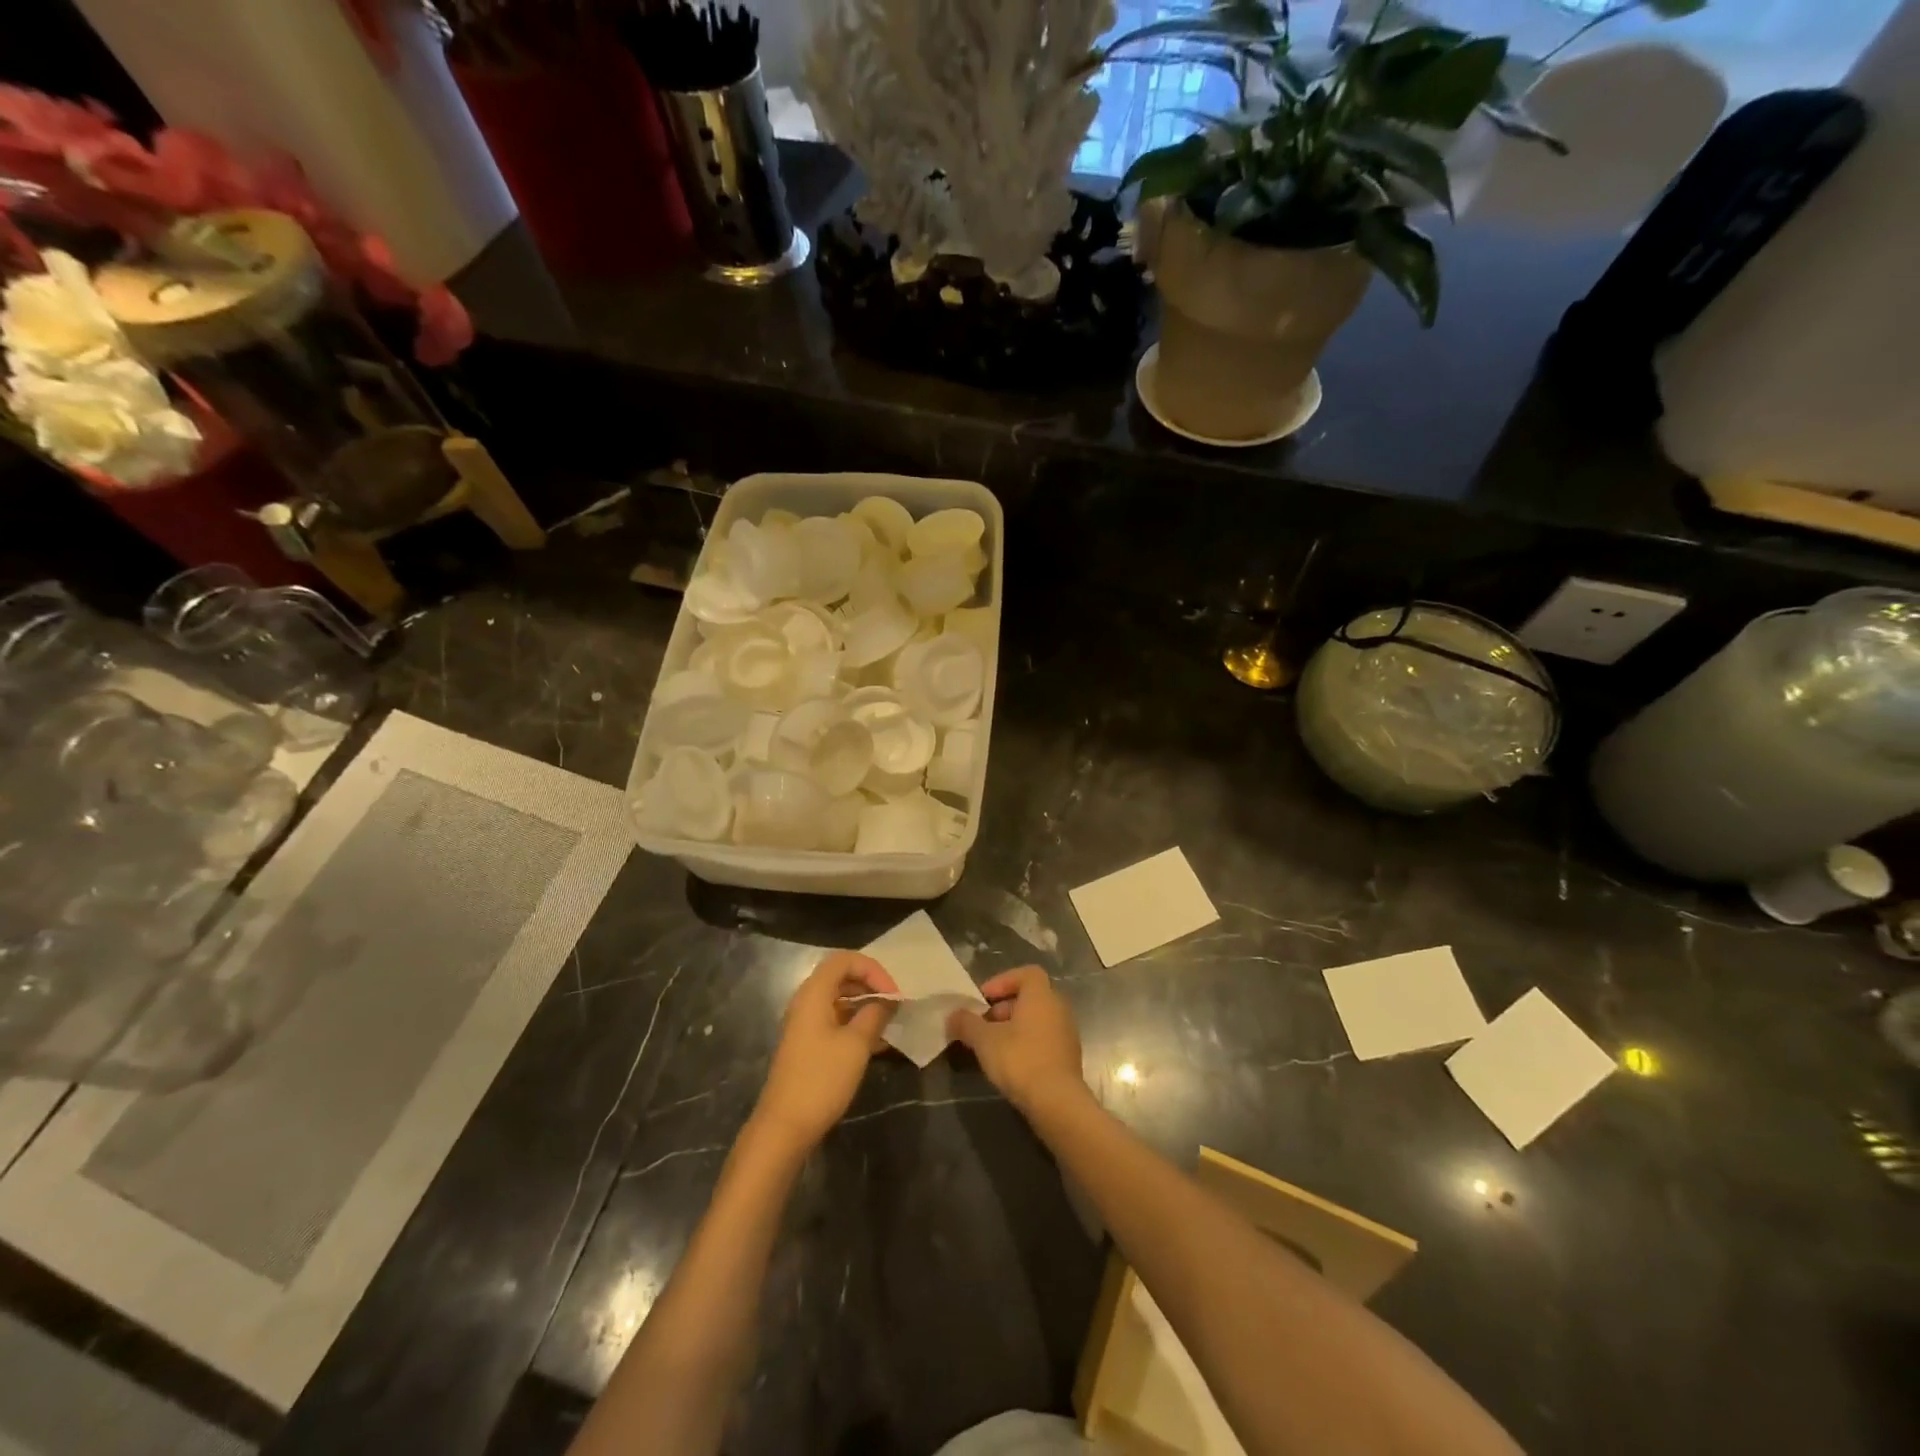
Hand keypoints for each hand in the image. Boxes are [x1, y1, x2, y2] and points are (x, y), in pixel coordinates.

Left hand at [751, 952, 897, 1153]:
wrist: (785, 1126)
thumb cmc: (822, 1078)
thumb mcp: (856, 1044)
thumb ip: (874, 1015)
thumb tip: (888, 1001)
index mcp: (814, 993)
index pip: (845, 959)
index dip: (872, 969)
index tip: (893, 994)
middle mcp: (806, 1002)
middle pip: (841, 976)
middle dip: (870, 985)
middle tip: (893, 1005)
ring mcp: (805, 1024)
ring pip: (839, 1000)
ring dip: (865, 1005)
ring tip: (889, 1024)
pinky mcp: (807, 1044)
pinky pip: (834, 1020)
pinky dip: (855, 1023)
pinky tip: (876, 1043)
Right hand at [947, 965, 1087, 1115]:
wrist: (1058, 1102)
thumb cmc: (1020, 1060)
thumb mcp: (984, 1040)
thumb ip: (966, 1023)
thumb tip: (952, 1016)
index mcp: (1041, 996)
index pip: (1026, 973)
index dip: (1002, 981)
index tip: (983, 999)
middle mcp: (1058, 1008)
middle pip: (1029, 997)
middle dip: (1003, 1007)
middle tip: (983, 1025)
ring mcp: (1067, 1033)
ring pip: (1036, 1019)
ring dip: (1013, 1027)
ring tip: (992, 1047)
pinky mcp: (1068, 1057)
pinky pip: (1044, 1039)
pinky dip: (1026, 1043)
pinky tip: (1010, 1064)